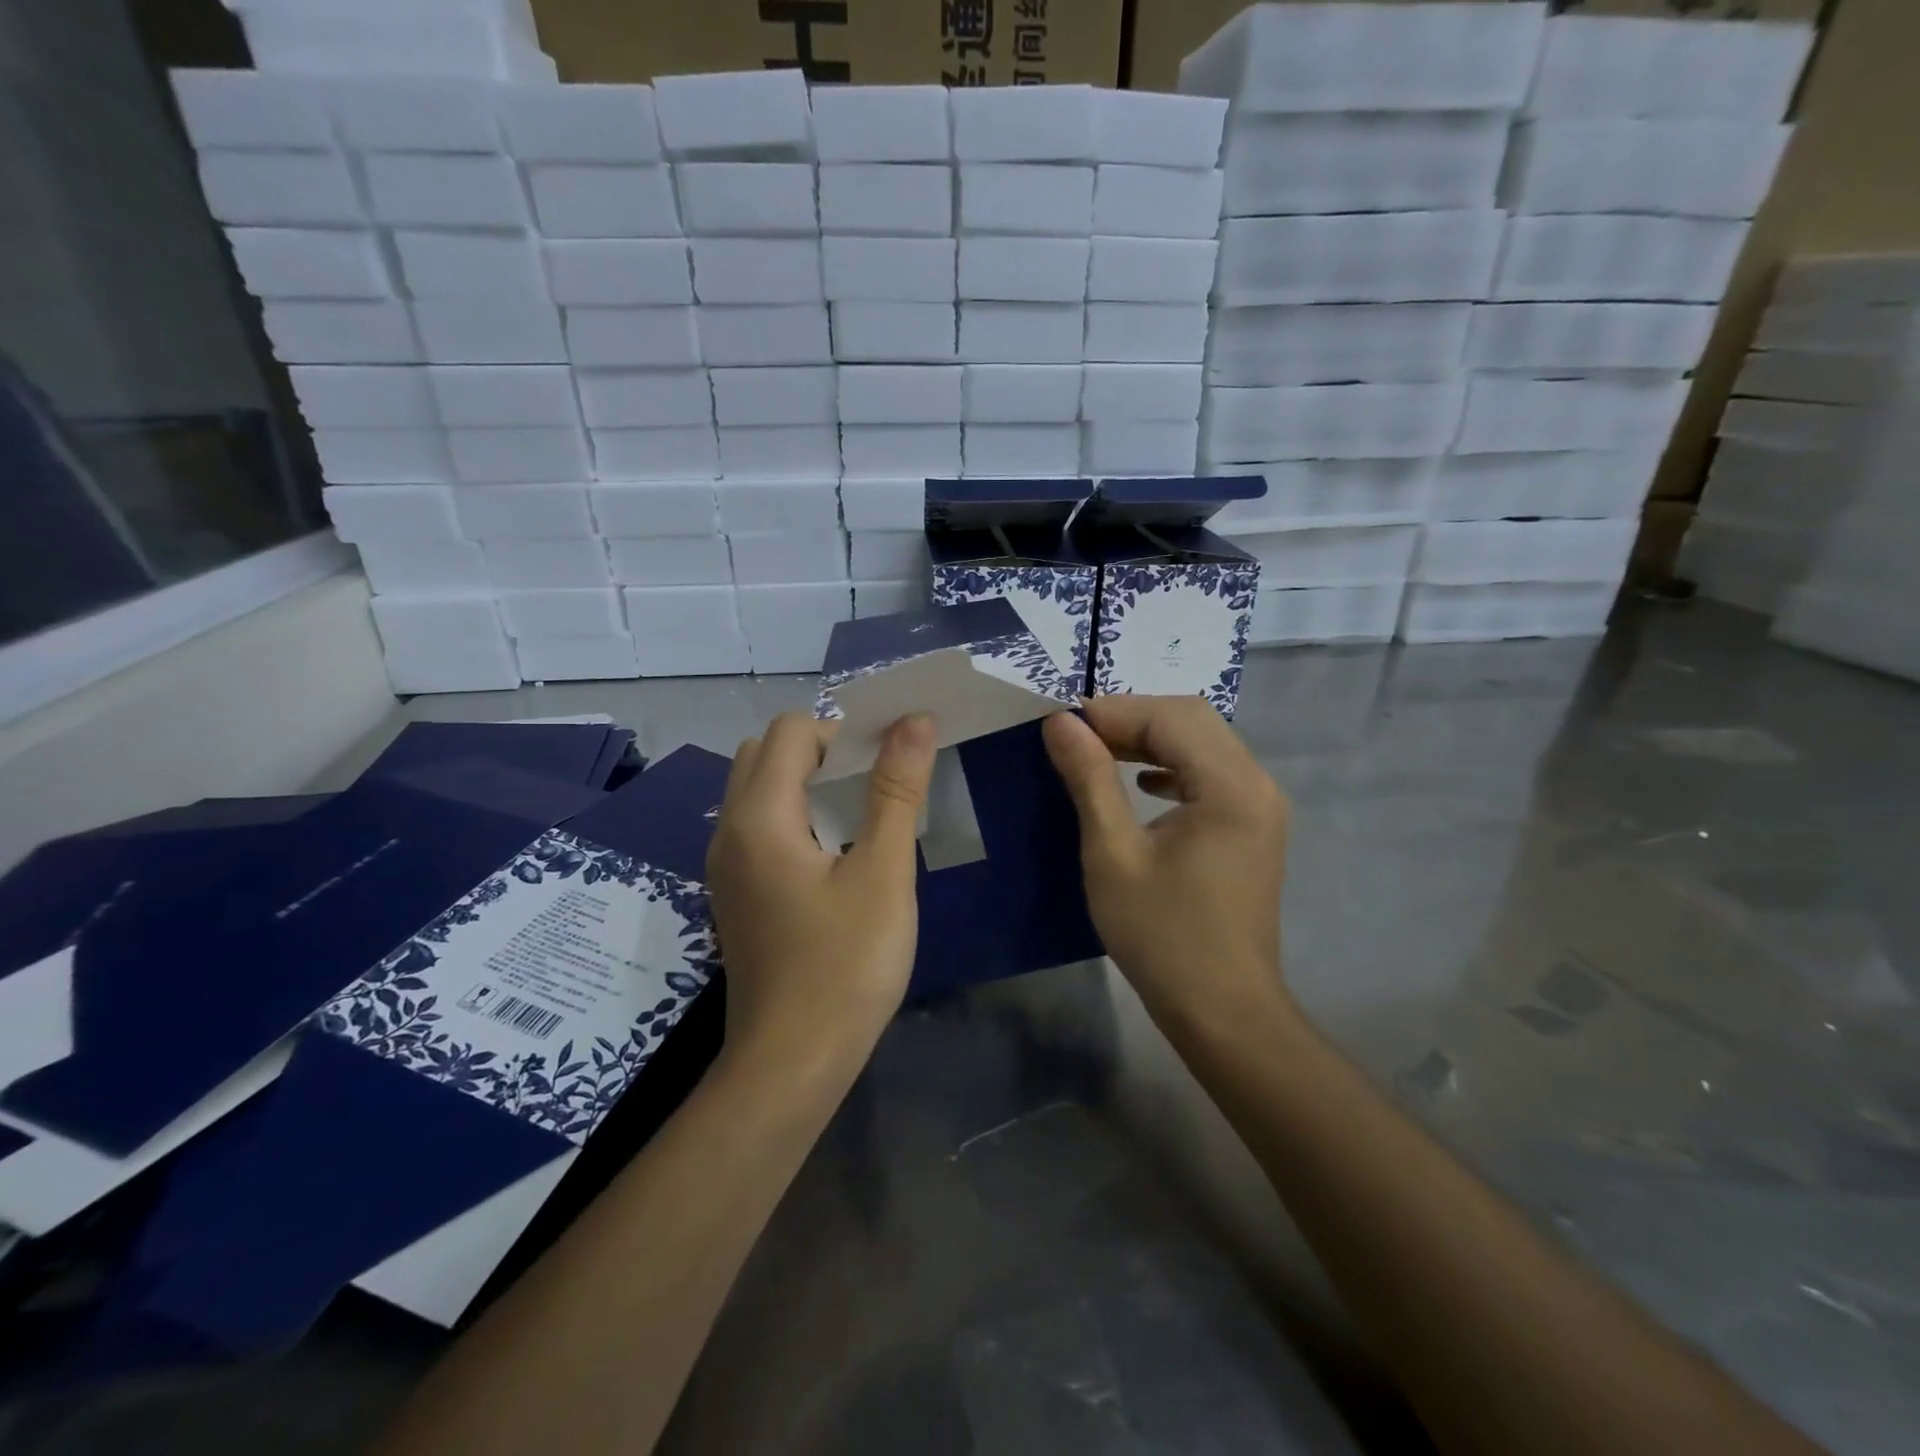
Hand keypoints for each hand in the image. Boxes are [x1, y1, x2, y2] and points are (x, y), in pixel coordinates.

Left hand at [707, 711, 935, 1065]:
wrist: (792, 1063)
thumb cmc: (844, 966)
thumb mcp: (883, 873)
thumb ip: (895, 790)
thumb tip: (914, 721)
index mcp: (759, 816)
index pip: (792, 730)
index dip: (843, 733)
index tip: (887, 766)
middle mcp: (729, 830)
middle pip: (766, 752)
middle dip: (822, 752)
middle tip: (872, 787)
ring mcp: (726, 865)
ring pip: (759, 790)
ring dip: (807, 784)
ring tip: (861, 818)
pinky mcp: (735, 893)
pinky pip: (759, 827)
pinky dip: (795, 817)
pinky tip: (835, 858)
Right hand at [1042, 696, 1293, 1031]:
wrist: (1222, 1010)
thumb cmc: (1162, 935)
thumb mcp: (1113, 854)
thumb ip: (1089, 779)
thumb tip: (1060, 723)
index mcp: (1231, 786)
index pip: (1170, 717)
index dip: (1113, 711)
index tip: (1060, 725)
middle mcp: (1257, 783)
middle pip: (1192, 721)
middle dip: (1130, 719)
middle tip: (1076, 738)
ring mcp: (1261, 806)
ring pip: (1203, 744)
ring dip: (1150, 741)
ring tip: (1099, 754)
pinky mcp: (1253, 827)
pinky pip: (1211, 774)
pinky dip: (1172, 767)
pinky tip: (1142, 786)